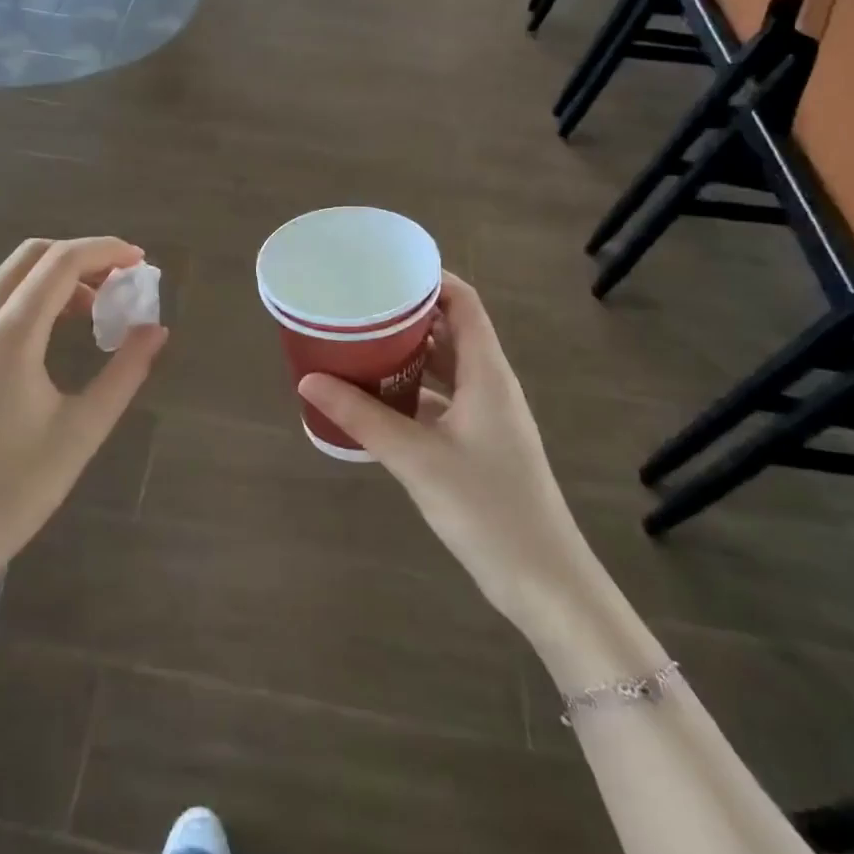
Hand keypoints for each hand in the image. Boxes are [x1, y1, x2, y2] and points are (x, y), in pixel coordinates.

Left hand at [0, 238, 167, 586]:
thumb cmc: (12, 491)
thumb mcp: (80, 432)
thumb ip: (124, 372)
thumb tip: (156, 329)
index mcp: (7, 335)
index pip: (61, 263)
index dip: (105, 251)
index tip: (140, 259)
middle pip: (31, 257)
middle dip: (80, 257)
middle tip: (120, 280)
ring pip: (9, 277)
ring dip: (55, 278)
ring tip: (96, 309)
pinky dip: (30, 298)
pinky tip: (55, 332)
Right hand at [297, 272, 595, 633]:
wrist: (545, 584)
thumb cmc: (488, 509)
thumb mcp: (417, 459)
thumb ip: (362, 418)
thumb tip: (309, 380)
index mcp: (487, 373)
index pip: (465, 303)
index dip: (431, 279)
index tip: (386, 269)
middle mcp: (490, 385)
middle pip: (451, 330)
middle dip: (409, 314)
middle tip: (360, 305)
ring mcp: (487, 416)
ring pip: (446, 367)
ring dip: (409, 354)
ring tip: (361, 344)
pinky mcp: (479, 444)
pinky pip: (443, 400)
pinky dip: (413, 390)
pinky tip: (377, 398)